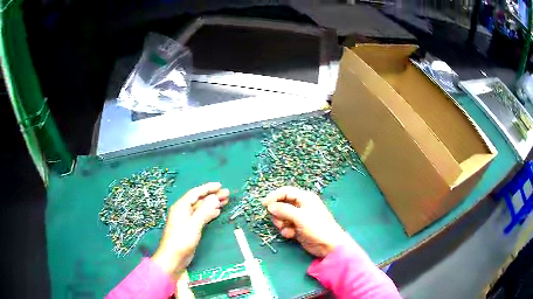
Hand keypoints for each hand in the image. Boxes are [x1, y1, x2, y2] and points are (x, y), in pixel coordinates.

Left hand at [152, 182, 228, 278]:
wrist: (173, 257)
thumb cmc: (182, 239)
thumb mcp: (194, 224)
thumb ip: (204, 211)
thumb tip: (215, 198)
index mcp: (181, 206)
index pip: (196, 193)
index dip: (208, 188)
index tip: (220, 185)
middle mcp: (183, 210)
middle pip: (199, 200)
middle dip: (213, 196)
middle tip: (227, 193)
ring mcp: (186, 219)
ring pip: (201, 208)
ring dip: (212, 204)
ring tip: (225, 201)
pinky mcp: (190, 227)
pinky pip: (201, 216)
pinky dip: (209, 213)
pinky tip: (217, 212)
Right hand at [262, 186, 346, 257]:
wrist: (328, 245)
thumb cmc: (317, 227)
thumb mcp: (299, 217)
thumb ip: (283, 210)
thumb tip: (269, 206)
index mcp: (304, 198)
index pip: (285, 192)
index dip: (274, 197)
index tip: (264, 205)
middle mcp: (301, 205)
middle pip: (281, 204)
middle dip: (277, 214)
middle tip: (279, 222)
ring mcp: (299, 217)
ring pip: (281, 216)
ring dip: (281, 224)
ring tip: (287, 229)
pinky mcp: (297, 228)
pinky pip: (285, 226)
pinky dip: (286, 230)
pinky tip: (291, 235)